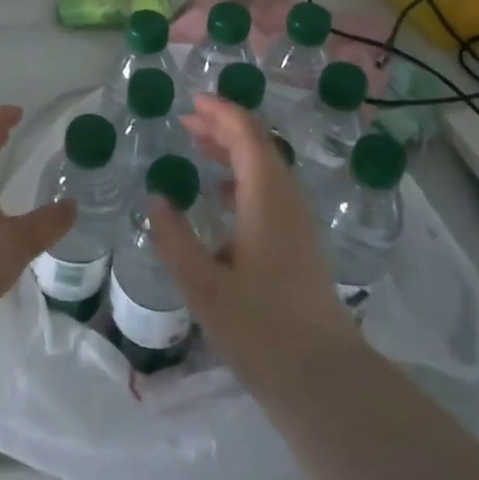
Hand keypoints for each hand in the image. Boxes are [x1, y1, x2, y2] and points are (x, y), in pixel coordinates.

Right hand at [149, 96, 359, 388]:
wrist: (322, 377)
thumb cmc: (260, 328)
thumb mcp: (202, 285)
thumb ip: (174, 238)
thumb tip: (156, 199)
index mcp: (266, 199)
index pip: (247, 136)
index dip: (221, 113)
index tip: (191, 102)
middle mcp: (286, 200)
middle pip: (259, 145)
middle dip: (223, 126)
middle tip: (187, 121)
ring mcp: (297, 222)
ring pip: (266, 168)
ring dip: (233, 150)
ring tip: (198, 147)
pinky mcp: (300, 243)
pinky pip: (270, 190)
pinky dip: (243, 177)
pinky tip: (221, 197)